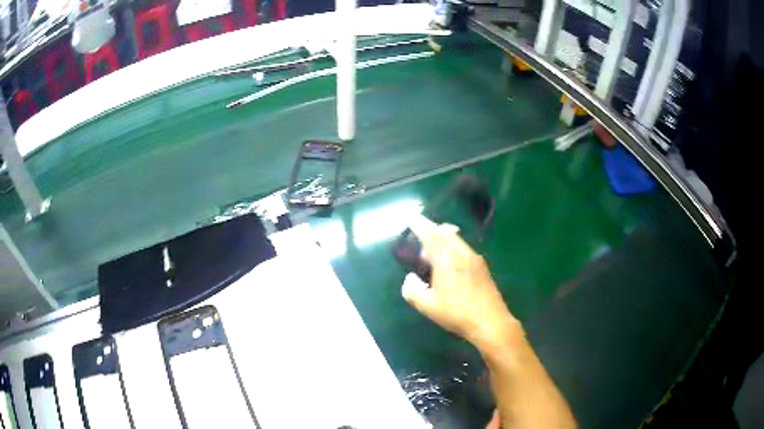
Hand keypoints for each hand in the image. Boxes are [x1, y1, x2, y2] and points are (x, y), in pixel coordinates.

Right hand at [401, 214, 520, 350]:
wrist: (490, 322)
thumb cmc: (457, 313)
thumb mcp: (428, 306)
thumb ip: (413, 291)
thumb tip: (409, 279)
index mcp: (447, 259)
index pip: (431, 235)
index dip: (420, 225)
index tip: (412, 217)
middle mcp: (462, 254)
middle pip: (446, 233)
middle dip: (432, 231)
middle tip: (420, 239)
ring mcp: (475, 259)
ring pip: (457, 240)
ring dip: (443, 240)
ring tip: (433, 255)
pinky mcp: (482, 268)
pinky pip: (464, 249)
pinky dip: (453, 248)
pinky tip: (450, 266)